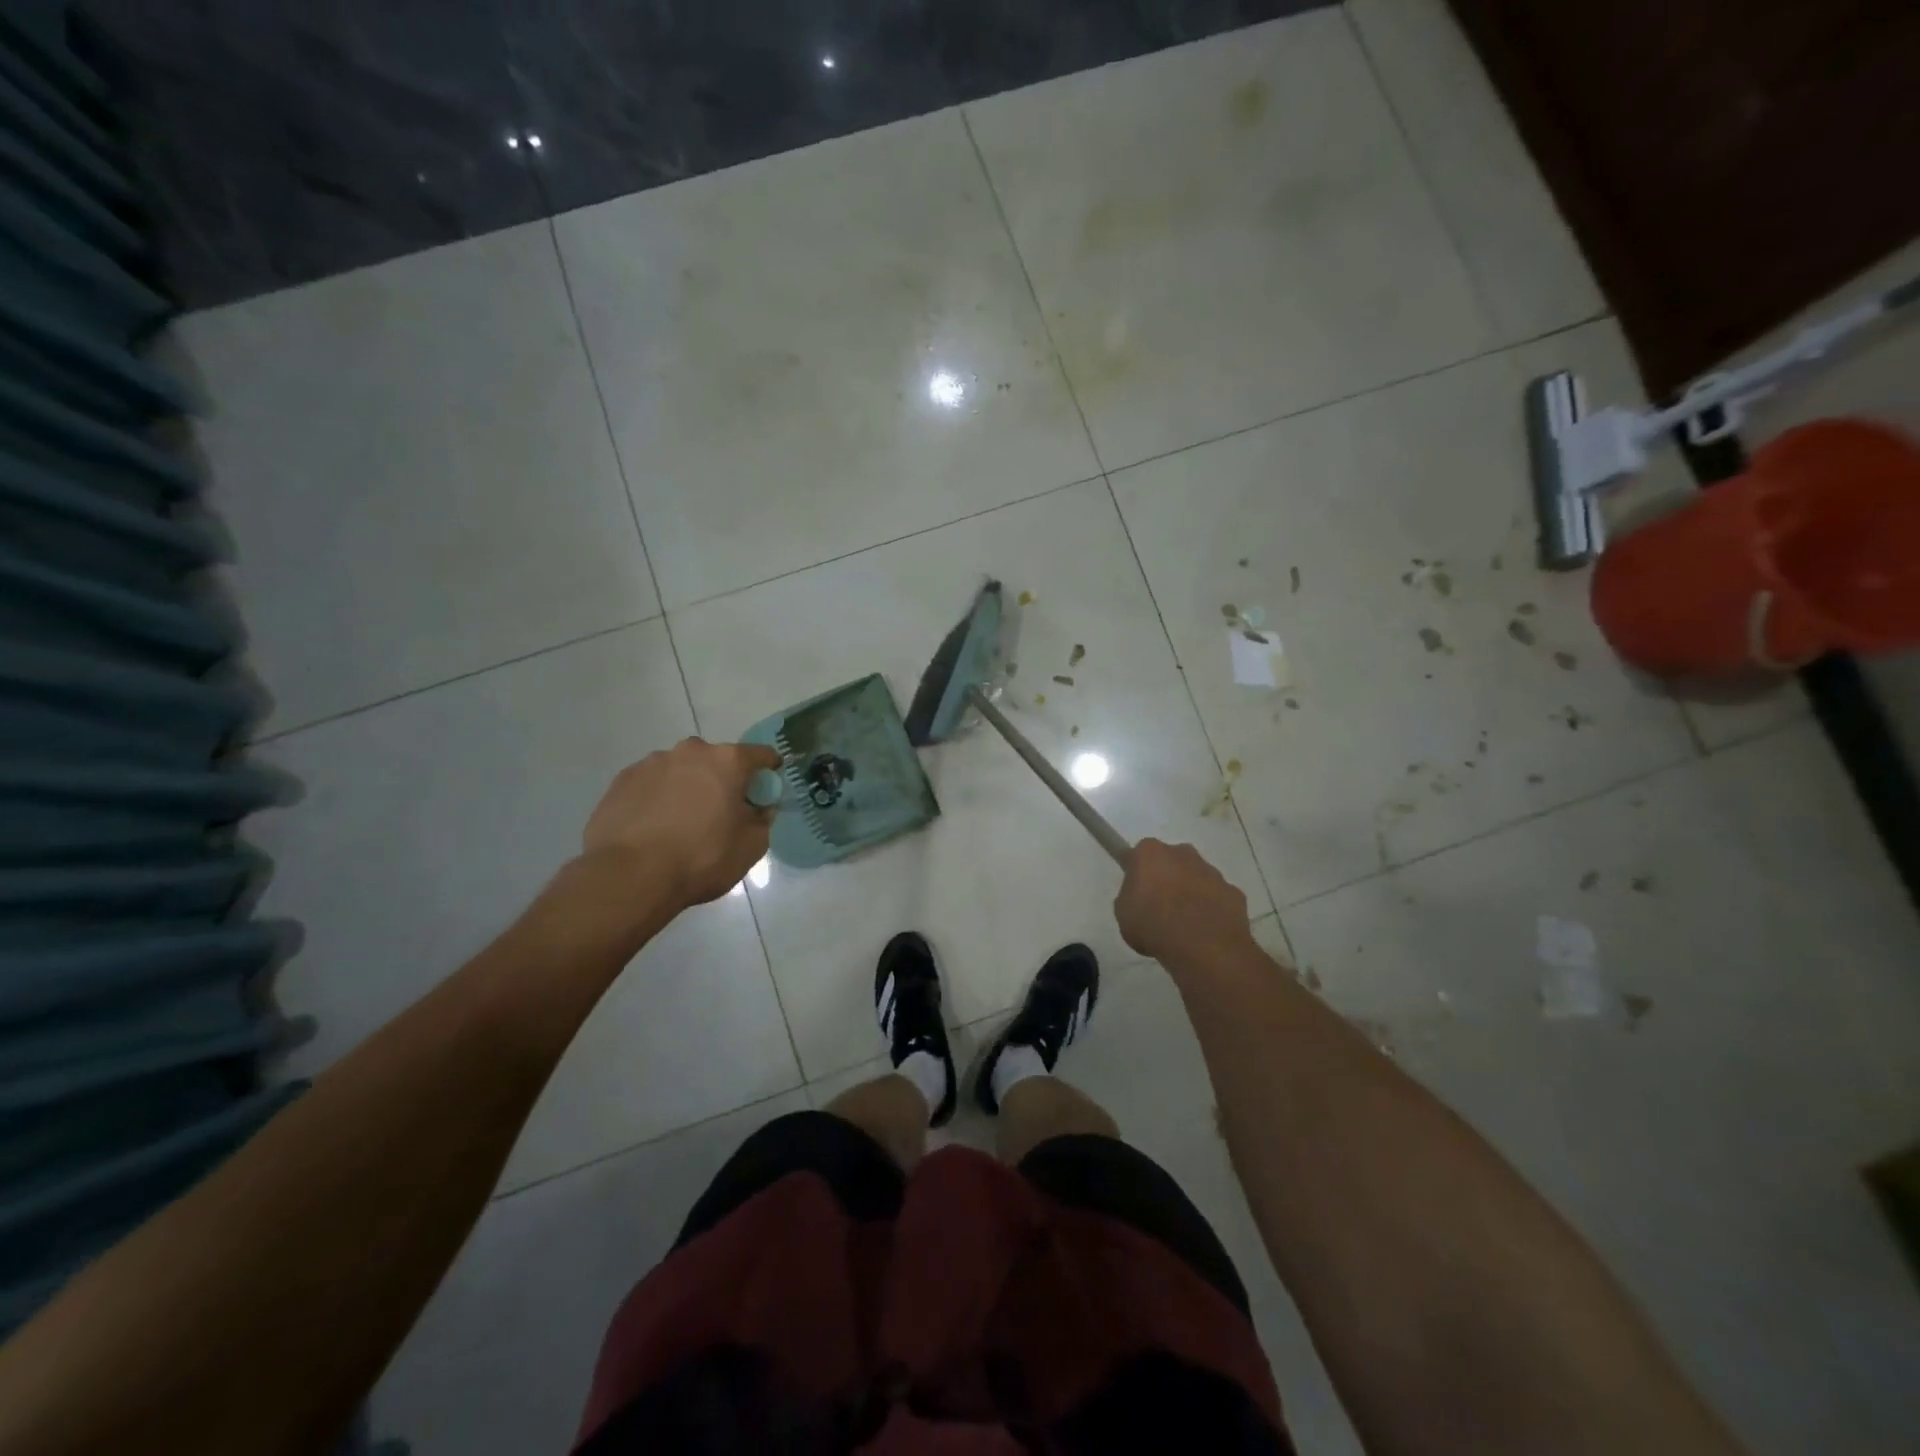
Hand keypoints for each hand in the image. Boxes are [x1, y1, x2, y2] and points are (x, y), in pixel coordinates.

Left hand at [583, 738, 781, 907]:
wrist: (630, 876)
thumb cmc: (701, 858)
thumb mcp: (751, 846)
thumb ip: (763, 820)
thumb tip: (759, 808)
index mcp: (727, 761)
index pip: (761, 755)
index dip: (769, 770)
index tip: (767, 789)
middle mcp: (690, 751)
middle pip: (717, 760)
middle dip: (722, 780)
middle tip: (720, 812)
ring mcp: (652, 763)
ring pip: (681, 770)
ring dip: (687, 787)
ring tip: (680, 823)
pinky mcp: (622, 780)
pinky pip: (651, 784)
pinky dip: (658, 798)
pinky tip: (653, 827)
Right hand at [1115, 838, 1251, 964]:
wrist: (1203, 947)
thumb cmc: (1153, 925)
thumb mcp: (1123, 914)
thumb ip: (1130, 897)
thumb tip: (1140, 897)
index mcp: (1150, 853)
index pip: (1138, 855)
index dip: (1137, 873)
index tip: (1136, 891)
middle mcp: (1182, 853)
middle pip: (1171, 861)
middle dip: (1166, 878)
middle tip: (1159, 907)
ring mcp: (1212, 872)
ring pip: (1197, 877)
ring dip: (1190, 893)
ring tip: (1184, 925)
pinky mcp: (1233, 892)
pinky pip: (1218, 898)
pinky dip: (1212, 910)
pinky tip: (1205, 931)